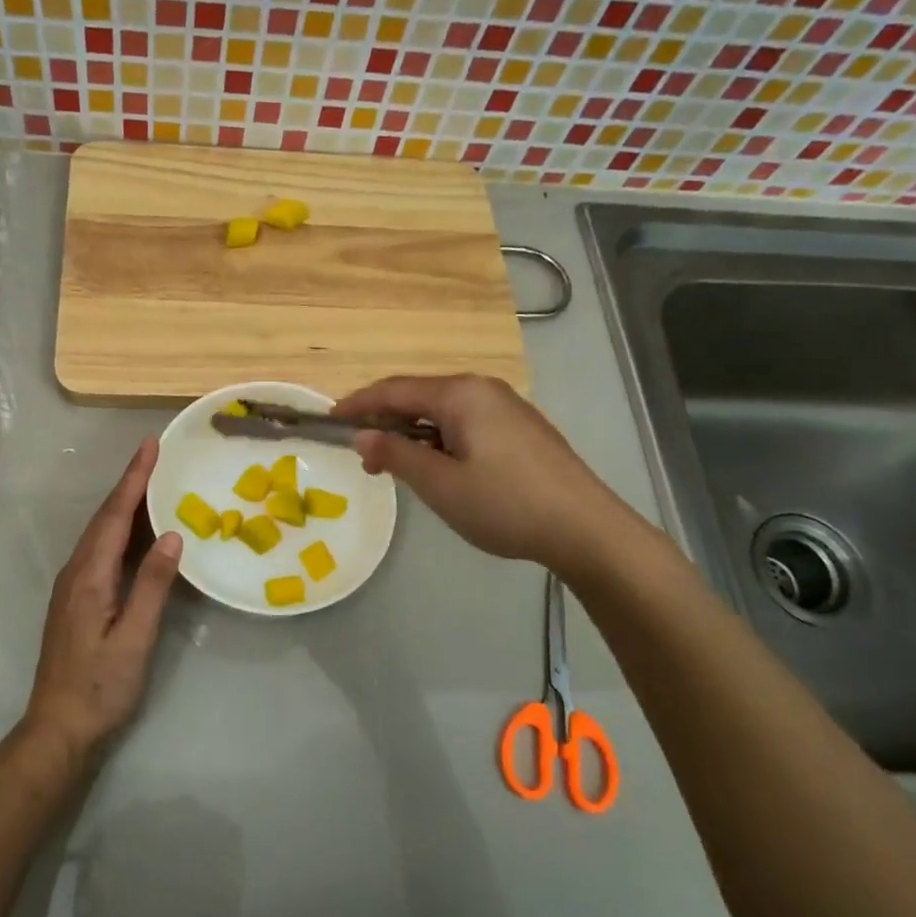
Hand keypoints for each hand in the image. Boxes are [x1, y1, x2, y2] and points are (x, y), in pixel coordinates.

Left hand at [23, 438, 181, 769]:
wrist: (58, 728)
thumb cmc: (101, 686)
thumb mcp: (134, 638)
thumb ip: (152, 585)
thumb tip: (172, 535)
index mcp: (89, 576)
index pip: (114, 516)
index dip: (133, 479)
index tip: (150, 446)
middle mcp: (76, 572)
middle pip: (104, 518)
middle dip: (129, 483)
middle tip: (155, 455)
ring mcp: (73, 586)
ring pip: (100, 533)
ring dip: (124, 504)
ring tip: (150, 482)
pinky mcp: (76, 600)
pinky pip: (100, 551)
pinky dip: (120, 531)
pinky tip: (137, 533)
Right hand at [334, 375, 634, 577]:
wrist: (585, 527)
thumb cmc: (504, 503)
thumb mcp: (439, 483)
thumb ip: (396, 454)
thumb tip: (362, 435)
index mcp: (460, 394)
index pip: (394, 390)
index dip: (359, 403)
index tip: (330, 419)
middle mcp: (483, 389)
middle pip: (418, 396)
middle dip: (385, 421)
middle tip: (363, 455)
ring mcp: (506, 407)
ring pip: (442, 412)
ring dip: (412, 434)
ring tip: (395, 466)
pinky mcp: (520, 428)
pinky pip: (465, 423)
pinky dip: (439, 439)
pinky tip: (437, 466)